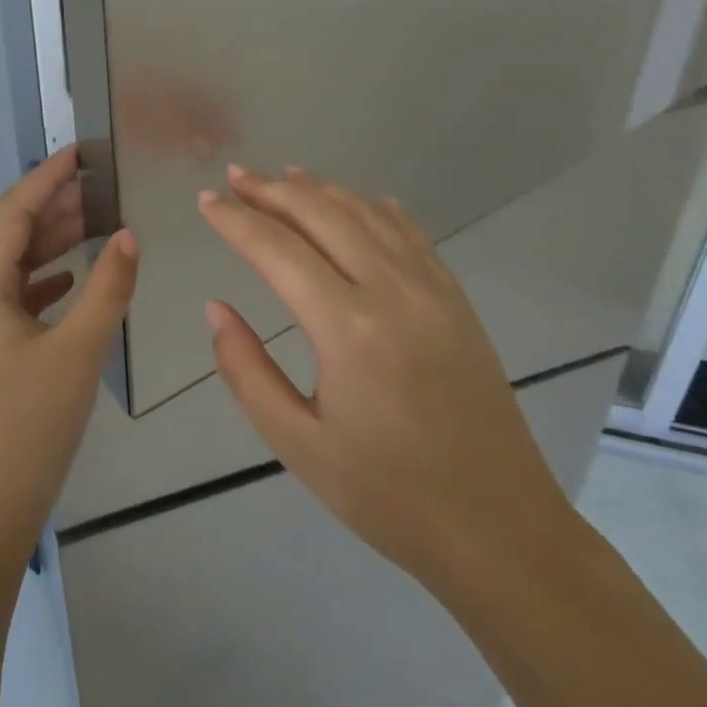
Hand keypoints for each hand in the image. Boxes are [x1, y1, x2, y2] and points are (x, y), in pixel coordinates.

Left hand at [0, 146, 137, 552]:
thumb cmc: (27, 426)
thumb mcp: (77, 352)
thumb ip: (107, 289)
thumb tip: (128, 235)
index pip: (11, 213)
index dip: (45, 179)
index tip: (79, 153)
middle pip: (9, 235)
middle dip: (52, 207)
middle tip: (98, 186)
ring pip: (13, 267)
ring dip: (50, 242)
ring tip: (95, 221)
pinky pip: (16, 297)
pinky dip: (45, 279)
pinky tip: (73, 279)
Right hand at [198, 165, 570, 583]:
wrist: (501, 530)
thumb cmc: (389, 496)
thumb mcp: (299, 445)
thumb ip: (247, 372)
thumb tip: (216, 309)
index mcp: (348, 329)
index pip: (277, 250)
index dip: (236, 220)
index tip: (205, 200)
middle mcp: (392, 291)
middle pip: (322, 215)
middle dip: (272, 190)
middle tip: (235, 175)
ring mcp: (432, 289)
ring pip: (366, 214)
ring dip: (320, 190)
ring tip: (283, 176)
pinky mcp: (456, 299)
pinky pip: (410, 232)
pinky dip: (373, 207)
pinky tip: (356, 202)